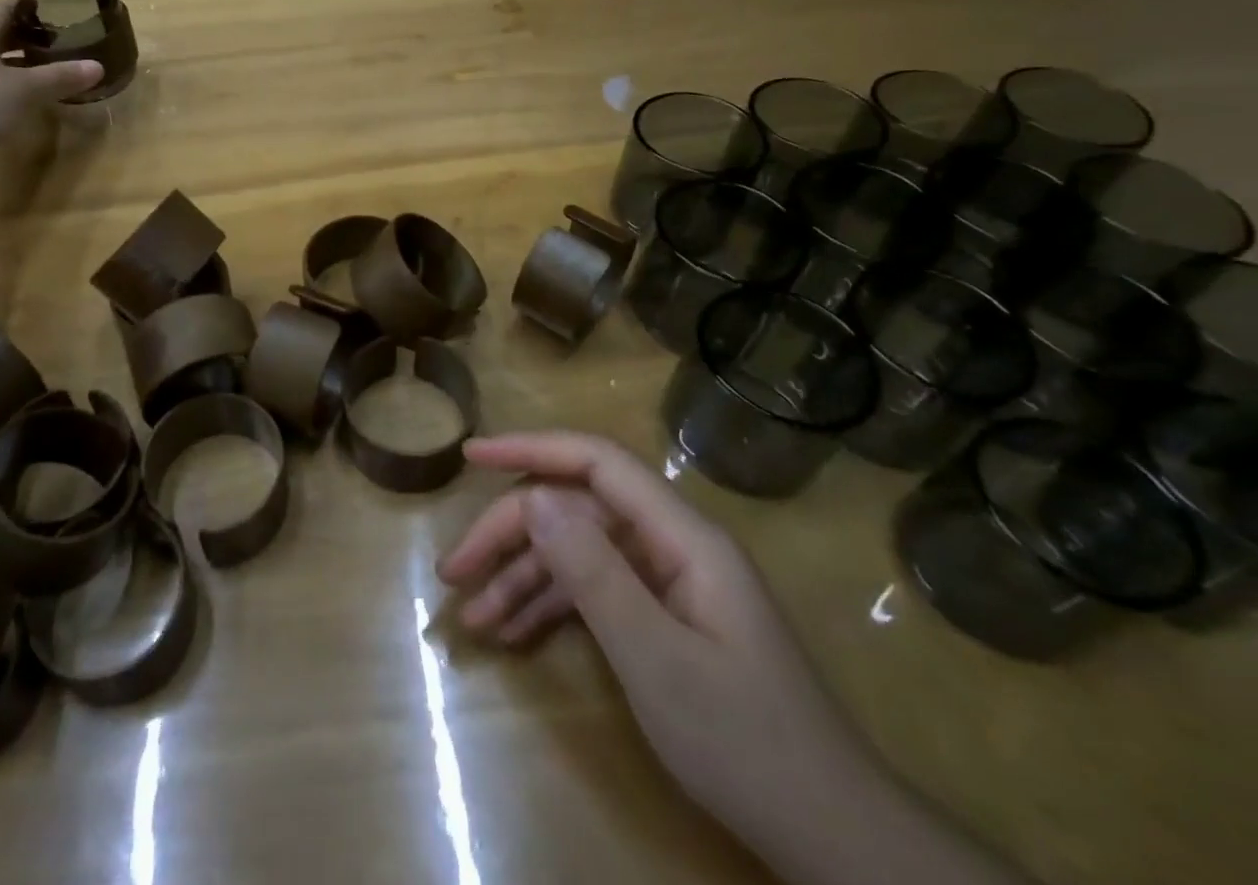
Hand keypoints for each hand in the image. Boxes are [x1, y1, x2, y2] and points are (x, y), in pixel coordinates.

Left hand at [0, 5, 102, 187]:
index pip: (6, 7)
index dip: (33, 7)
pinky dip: (10, 86)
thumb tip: (98, 67)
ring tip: (52, 69)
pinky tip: (30, 99)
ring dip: (21, 63)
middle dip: (30, 36)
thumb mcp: (26, 90)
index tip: (61, 12)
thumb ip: (61, 76)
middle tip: (63, 42)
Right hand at [438, 432, 883, 868]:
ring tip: (472, 618)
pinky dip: (551, 610)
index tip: (472, 456)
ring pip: (578, 554)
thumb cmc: (745, 741)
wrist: (834, 840)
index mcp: (682, 536)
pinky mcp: (663, 618)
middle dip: (511, 536)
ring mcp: (668, 582)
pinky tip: (511, 636)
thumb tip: (531, 497)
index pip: (596, 462)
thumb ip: (591, 571)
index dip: (531, 448)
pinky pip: (595, 593)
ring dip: (522, 580)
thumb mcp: (655, 658)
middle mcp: (671, 545)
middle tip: (455, 571)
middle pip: (575, 512)